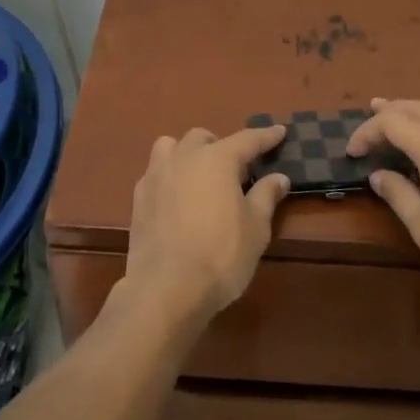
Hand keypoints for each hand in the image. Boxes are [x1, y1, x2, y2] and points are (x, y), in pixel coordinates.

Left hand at [116, 125, 289, 334]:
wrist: (165, 288)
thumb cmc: (220, 255)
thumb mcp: (256, 229)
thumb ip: (266, 196)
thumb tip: (279, 177)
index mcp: (217, 159)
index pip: (247, 139)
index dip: (266, 136)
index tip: (280, 131)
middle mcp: (185, 156)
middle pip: (204, 138)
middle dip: (221, 147)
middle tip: (235, 172)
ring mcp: (157, 174)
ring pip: (172, 147)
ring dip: (188, 153)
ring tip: (199, 176)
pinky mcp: (139, 196)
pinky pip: (156, 172)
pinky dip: (169, 176)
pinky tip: (176, 198)